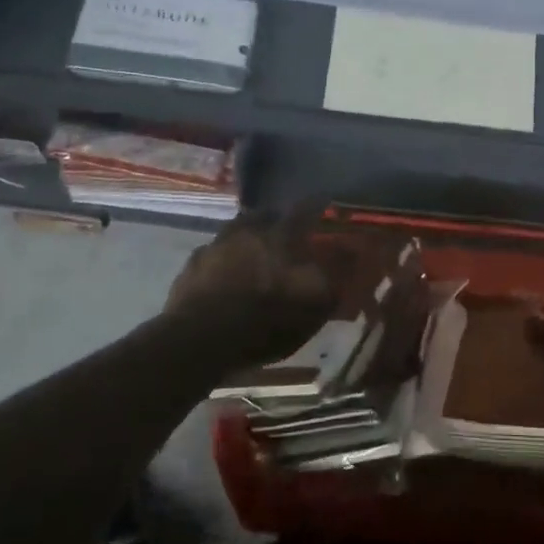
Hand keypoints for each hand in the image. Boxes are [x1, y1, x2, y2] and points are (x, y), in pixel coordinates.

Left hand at [164, 213, 338, 366]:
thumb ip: (336, 273)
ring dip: (246, 238)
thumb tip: (353, 250)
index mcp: (281, 235)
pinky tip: (224, 276)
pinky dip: (222, 261)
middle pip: (265, 214)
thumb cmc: (267, 320)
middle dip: (276, 220)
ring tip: (252, 255)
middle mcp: (248, 230)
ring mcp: (215, 245)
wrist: (202, 340)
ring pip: (235, 231)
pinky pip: (212, 255)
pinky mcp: (191, 267)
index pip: (306, 208)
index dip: (317, 205)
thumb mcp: (315, 303)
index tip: (325, 204)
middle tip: (285, 234)